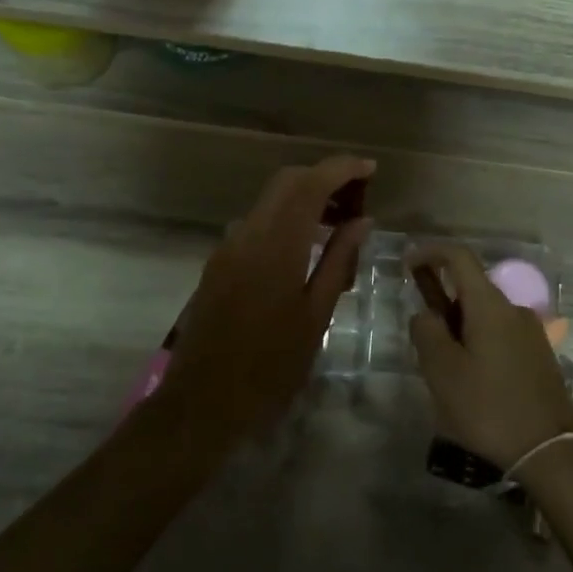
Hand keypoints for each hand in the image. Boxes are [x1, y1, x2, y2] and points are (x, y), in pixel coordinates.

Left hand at [159, 156, 373, 445]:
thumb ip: (339, 261)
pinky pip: (257, 224)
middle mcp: (247, 234)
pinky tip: (305, 248)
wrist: (202, 402)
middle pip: (286, 182)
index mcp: (276, 245)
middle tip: (358, 196)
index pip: (310, 184)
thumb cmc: (270, 367)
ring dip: (304, 197)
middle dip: (323, 177)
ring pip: (270, 201)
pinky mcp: (218, 262)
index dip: (341, 168)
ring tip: (338, 224)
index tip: (370, 168)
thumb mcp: (316, 316)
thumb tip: (363, 221)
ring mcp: (228, 246)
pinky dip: (285, 219)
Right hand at [407, 244, 572, 468]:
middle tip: (422, 339)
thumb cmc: (489, 407)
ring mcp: (531, 332)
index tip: (407, 264)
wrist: (549, 451)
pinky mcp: (540, 356)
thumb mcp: (442, 371)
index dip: (431, 252)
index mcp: (490, 305)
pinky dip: (479, 343)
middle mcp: (514, 309)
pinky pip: (501, 335)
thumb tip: (426, 314)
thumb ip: (426, 332)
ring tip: (445, 371)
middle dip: (442, 303)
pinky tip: (473, 382)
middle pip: (472, 289)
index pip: (459, 257)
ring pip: (486, 316)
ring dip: (461, 328)